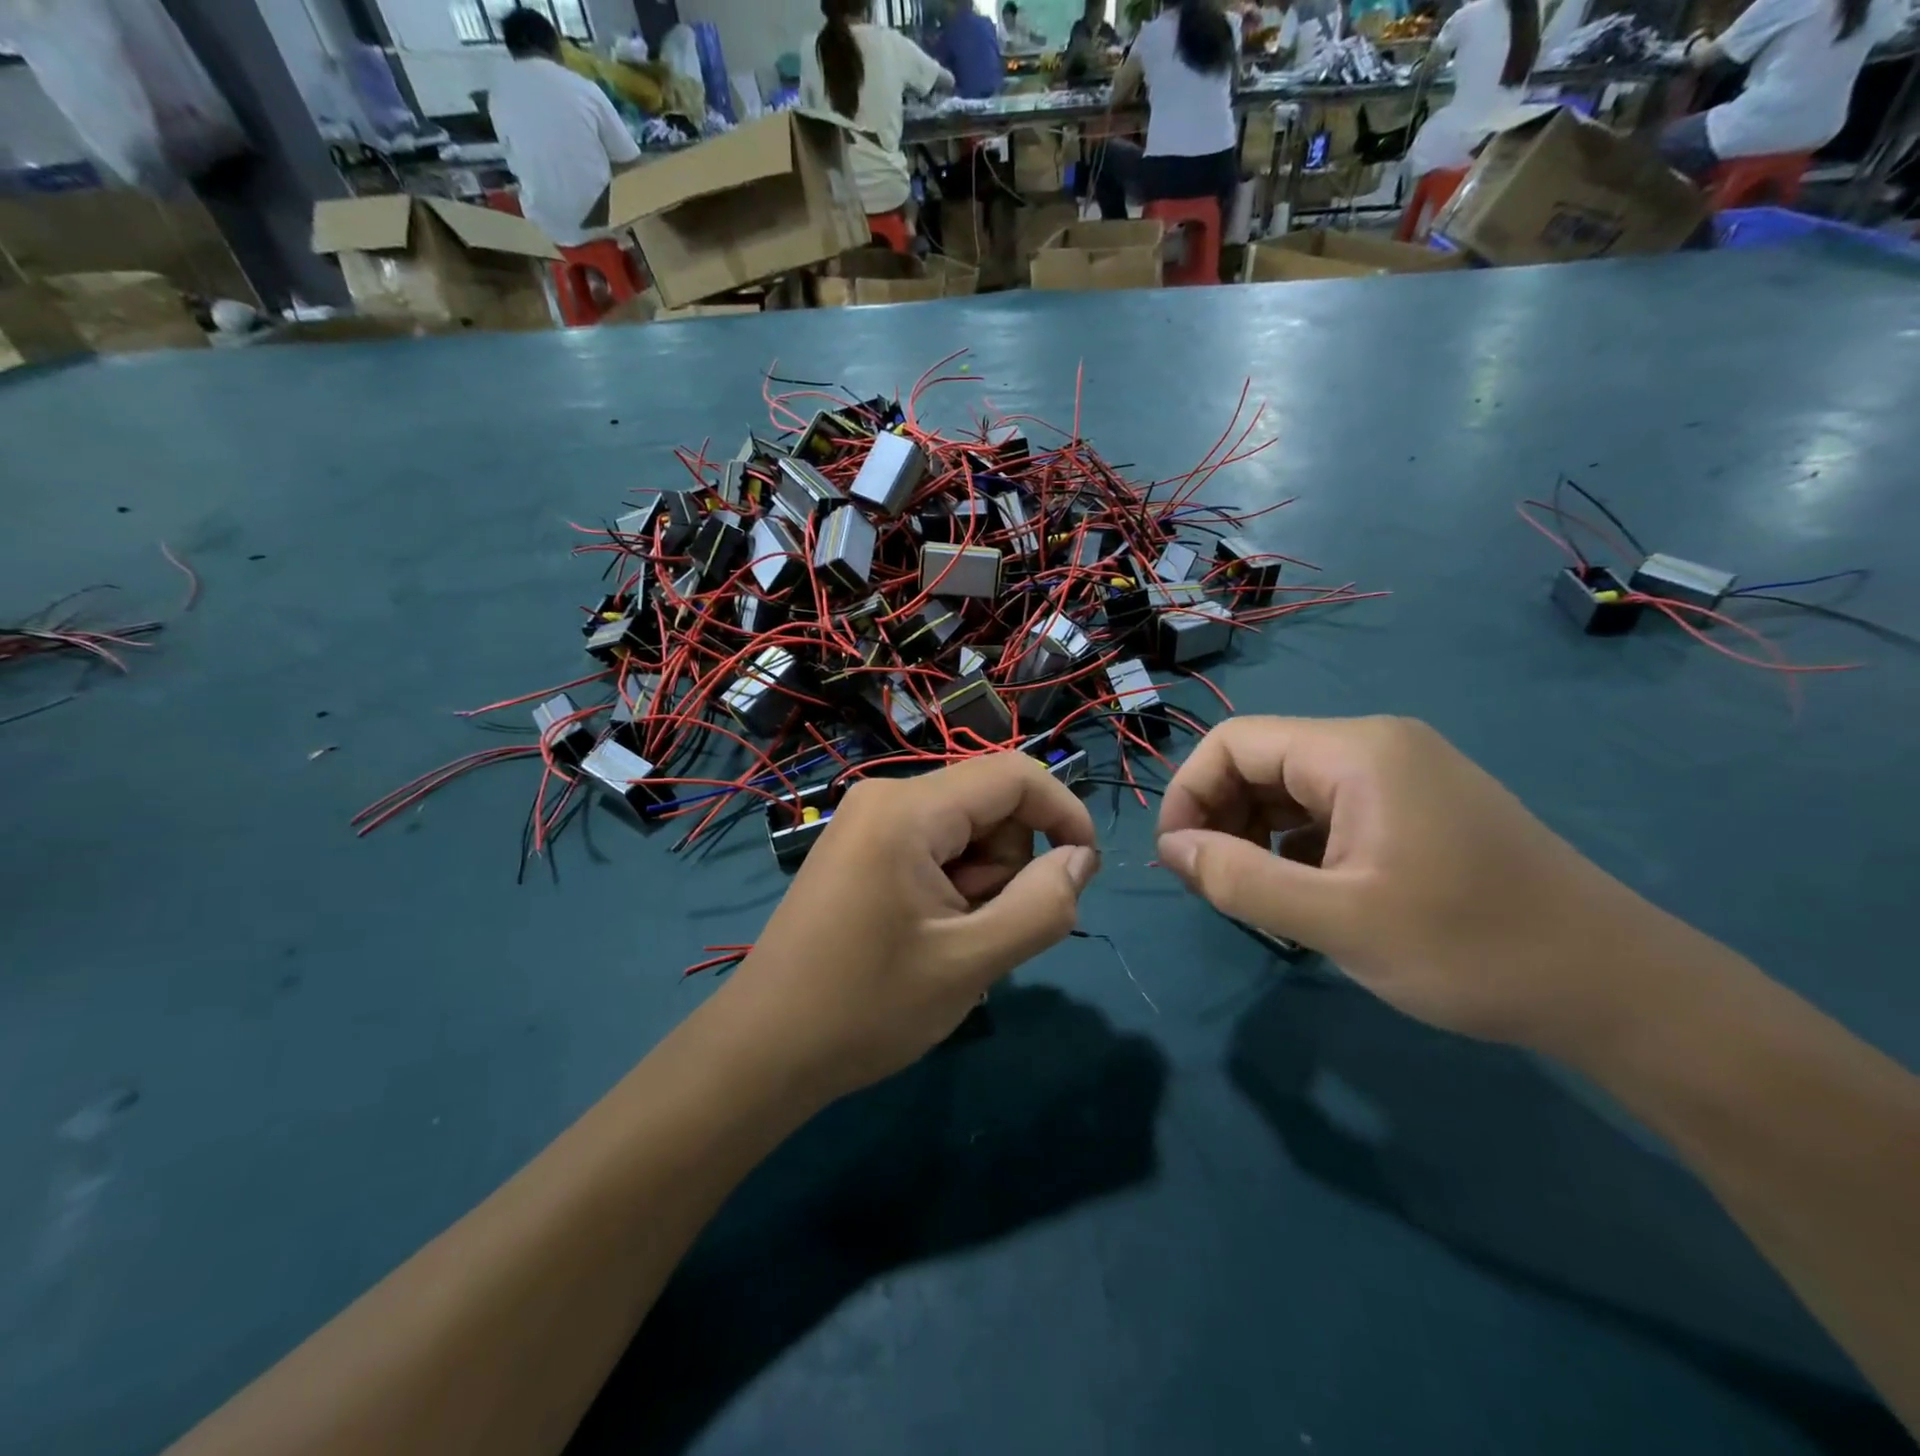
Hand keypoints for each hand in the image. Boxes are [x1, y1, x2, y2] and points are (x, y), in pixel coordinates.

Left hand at [715, 752, 1099, 1100]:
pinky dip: (951, 886)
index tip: (1085, 869)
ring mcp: (867, 821)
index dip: (1062, 812)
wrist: (764, 1049)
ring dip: (980, 883)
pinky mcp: (861, 847)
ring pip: (965, 830)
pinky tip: (927, 935)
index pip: (1012, 776)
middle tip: (979, 932)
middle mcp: (885, 797)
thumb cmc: (865, 1008)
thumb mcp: (969, 963)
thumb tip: (1080, 858)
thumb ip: (1041, 907)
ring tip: (947, 941)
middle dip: (1007, 865)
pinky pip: (934, 847)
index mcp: (907, 810)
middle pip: (989, 804)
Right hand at [1155, 716, 1672, 1055]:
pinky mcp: (1417, 807)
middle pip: (1261, 761)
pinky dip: (1295, 846)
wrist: (1620, 990)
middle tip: (1215, 886)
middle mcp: (1375, 746)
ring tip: (1255, 895)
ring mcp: (1401, 775)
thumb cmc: (1472, 948)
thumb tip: (1170, 849)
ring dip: (1255, 835)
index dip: (1189, 793)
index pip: (1234, 742)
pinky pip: (1328, 811)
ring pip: (1291, 788)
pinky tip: (1304, 893)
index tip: (1177, 859)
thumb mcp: (1338, 922)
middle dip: (1220, 817)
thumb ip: (1240, 881)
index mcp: (1356, 752)